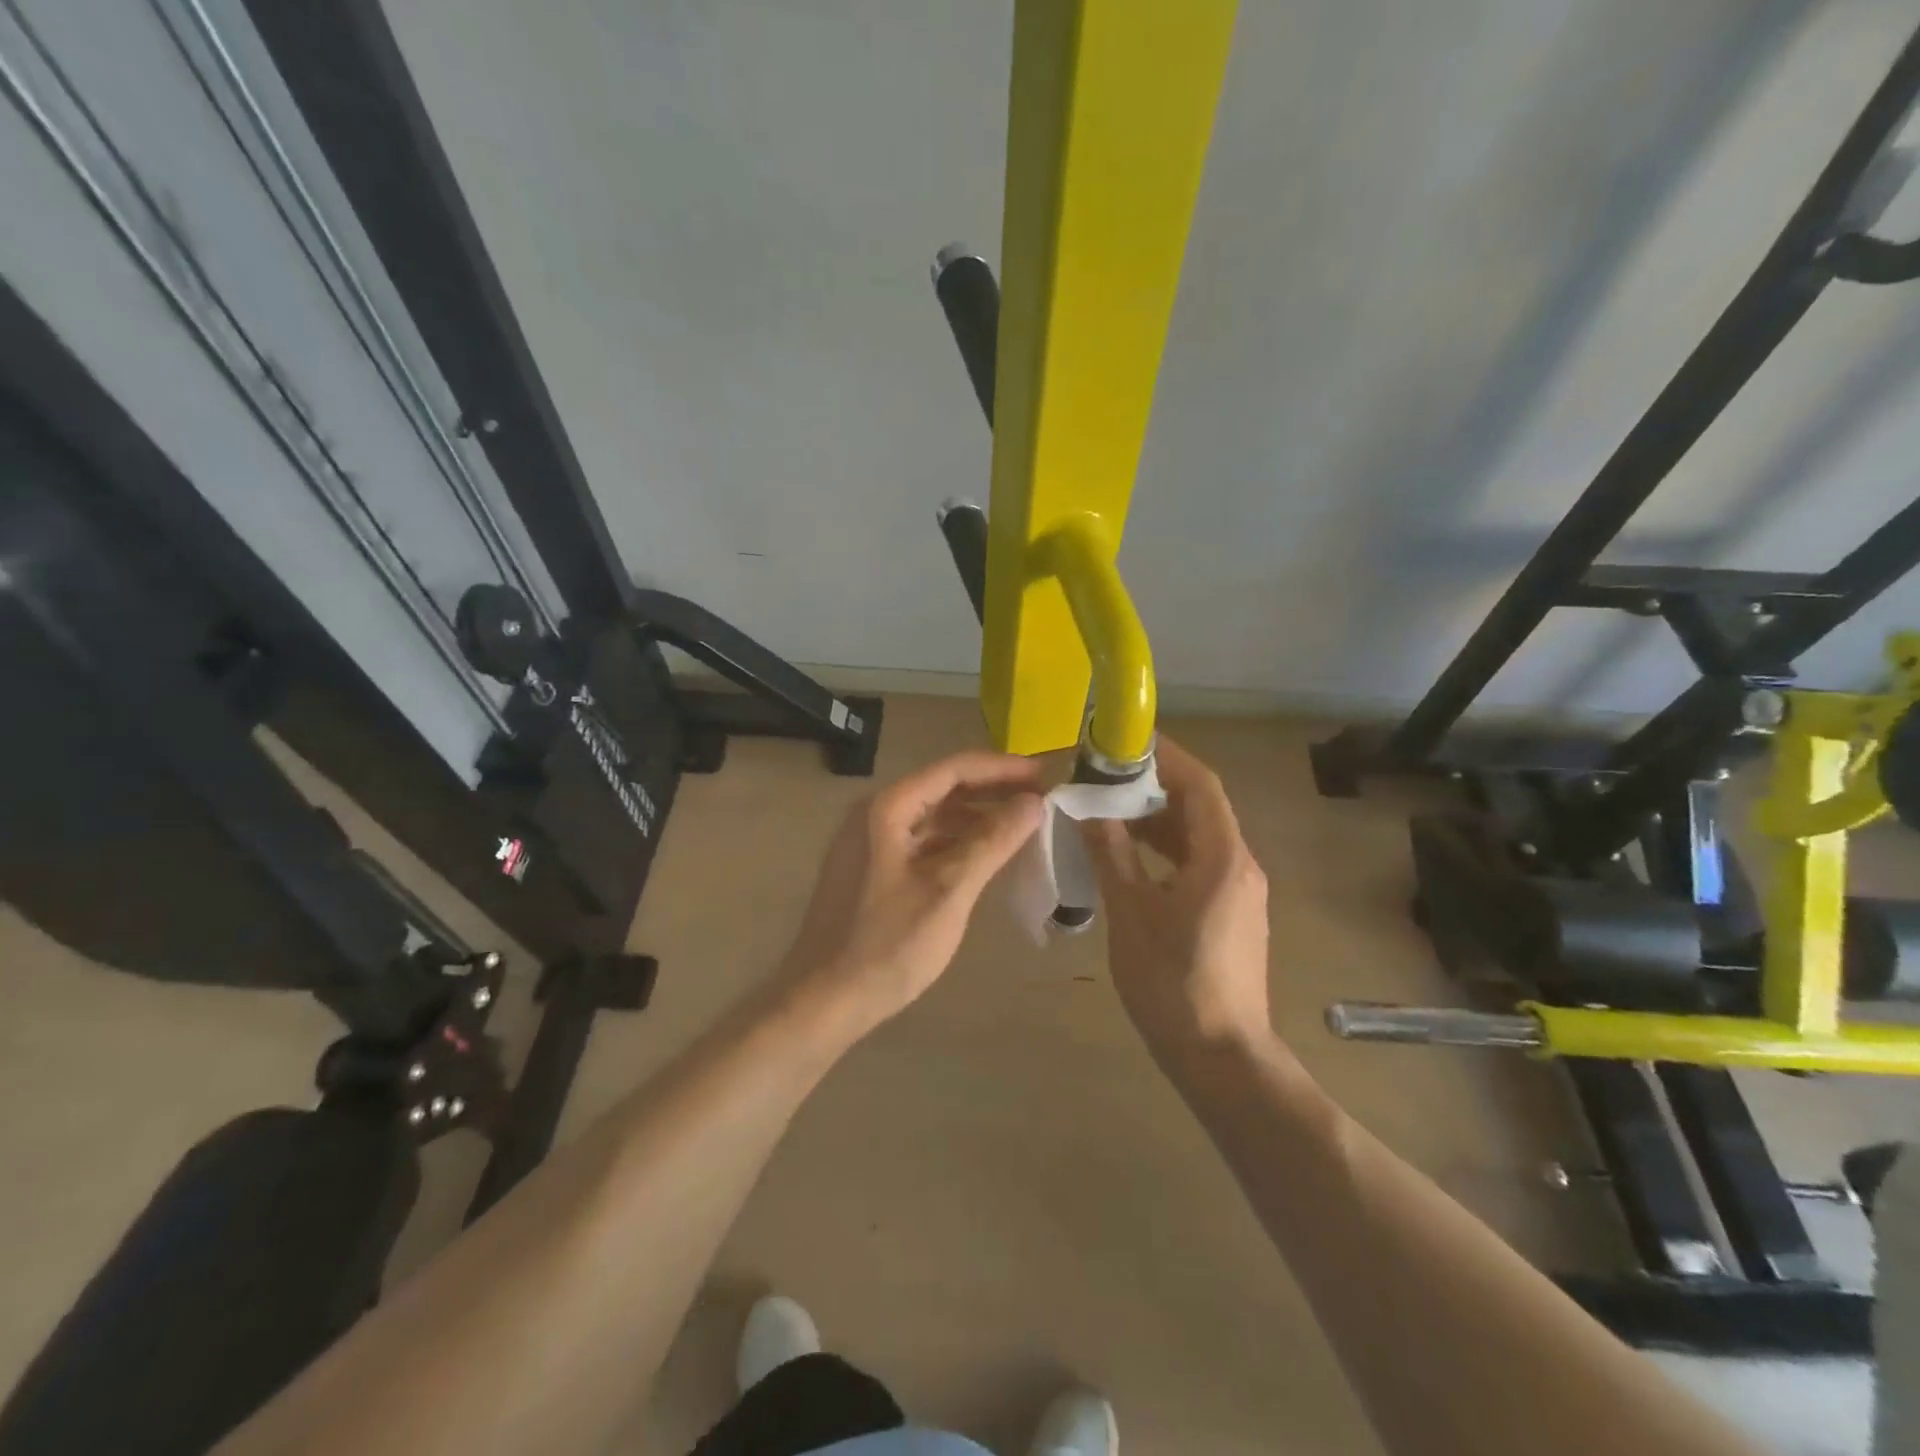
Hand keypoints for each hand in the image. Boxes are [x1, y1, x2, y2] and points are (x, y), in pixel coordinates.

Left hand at [780, 750, 1044, 1034]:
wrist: (823, 1001)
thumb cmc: (887, 946)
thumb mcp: (948, 891)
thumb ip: (992, 841)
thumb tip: (1033, 803)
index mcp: (887, 808)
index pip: (952, 769)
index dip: (1001, 768)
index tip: (1043, 774)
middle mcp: (875, 815)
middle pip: (942, 789)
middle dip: (992, 791)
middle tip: (1040, 799)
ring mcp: (870, 843)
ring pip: (933, 817)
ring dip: (976, 818)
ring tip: (1022, 826)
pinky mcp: (872, 870)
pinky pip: (923, 842)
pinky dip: (956, 843)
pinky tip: (985, 856)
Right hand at [1080, 737, 1271, 1059]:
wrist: (1221, 1057)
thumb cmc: (1173, 983)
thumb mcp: (1132, 914)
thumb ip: (1112, 855)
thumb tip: (1089, 811)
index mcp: (1222, 858)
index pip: (1201, 785)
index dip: (1167, 757)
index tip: (1126, 742)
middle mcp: (1240, 866)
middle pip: (1200, 808)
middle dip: (1155, 787)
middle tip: (1106, 779)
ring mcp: (1240, 892)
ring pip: (1198, 838)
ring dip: (1158, 820)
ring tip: (1110, 814)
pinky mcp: (1232, 914)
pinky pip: (1199, 863)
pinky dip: (1166, 851)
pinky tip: (1131, 859)